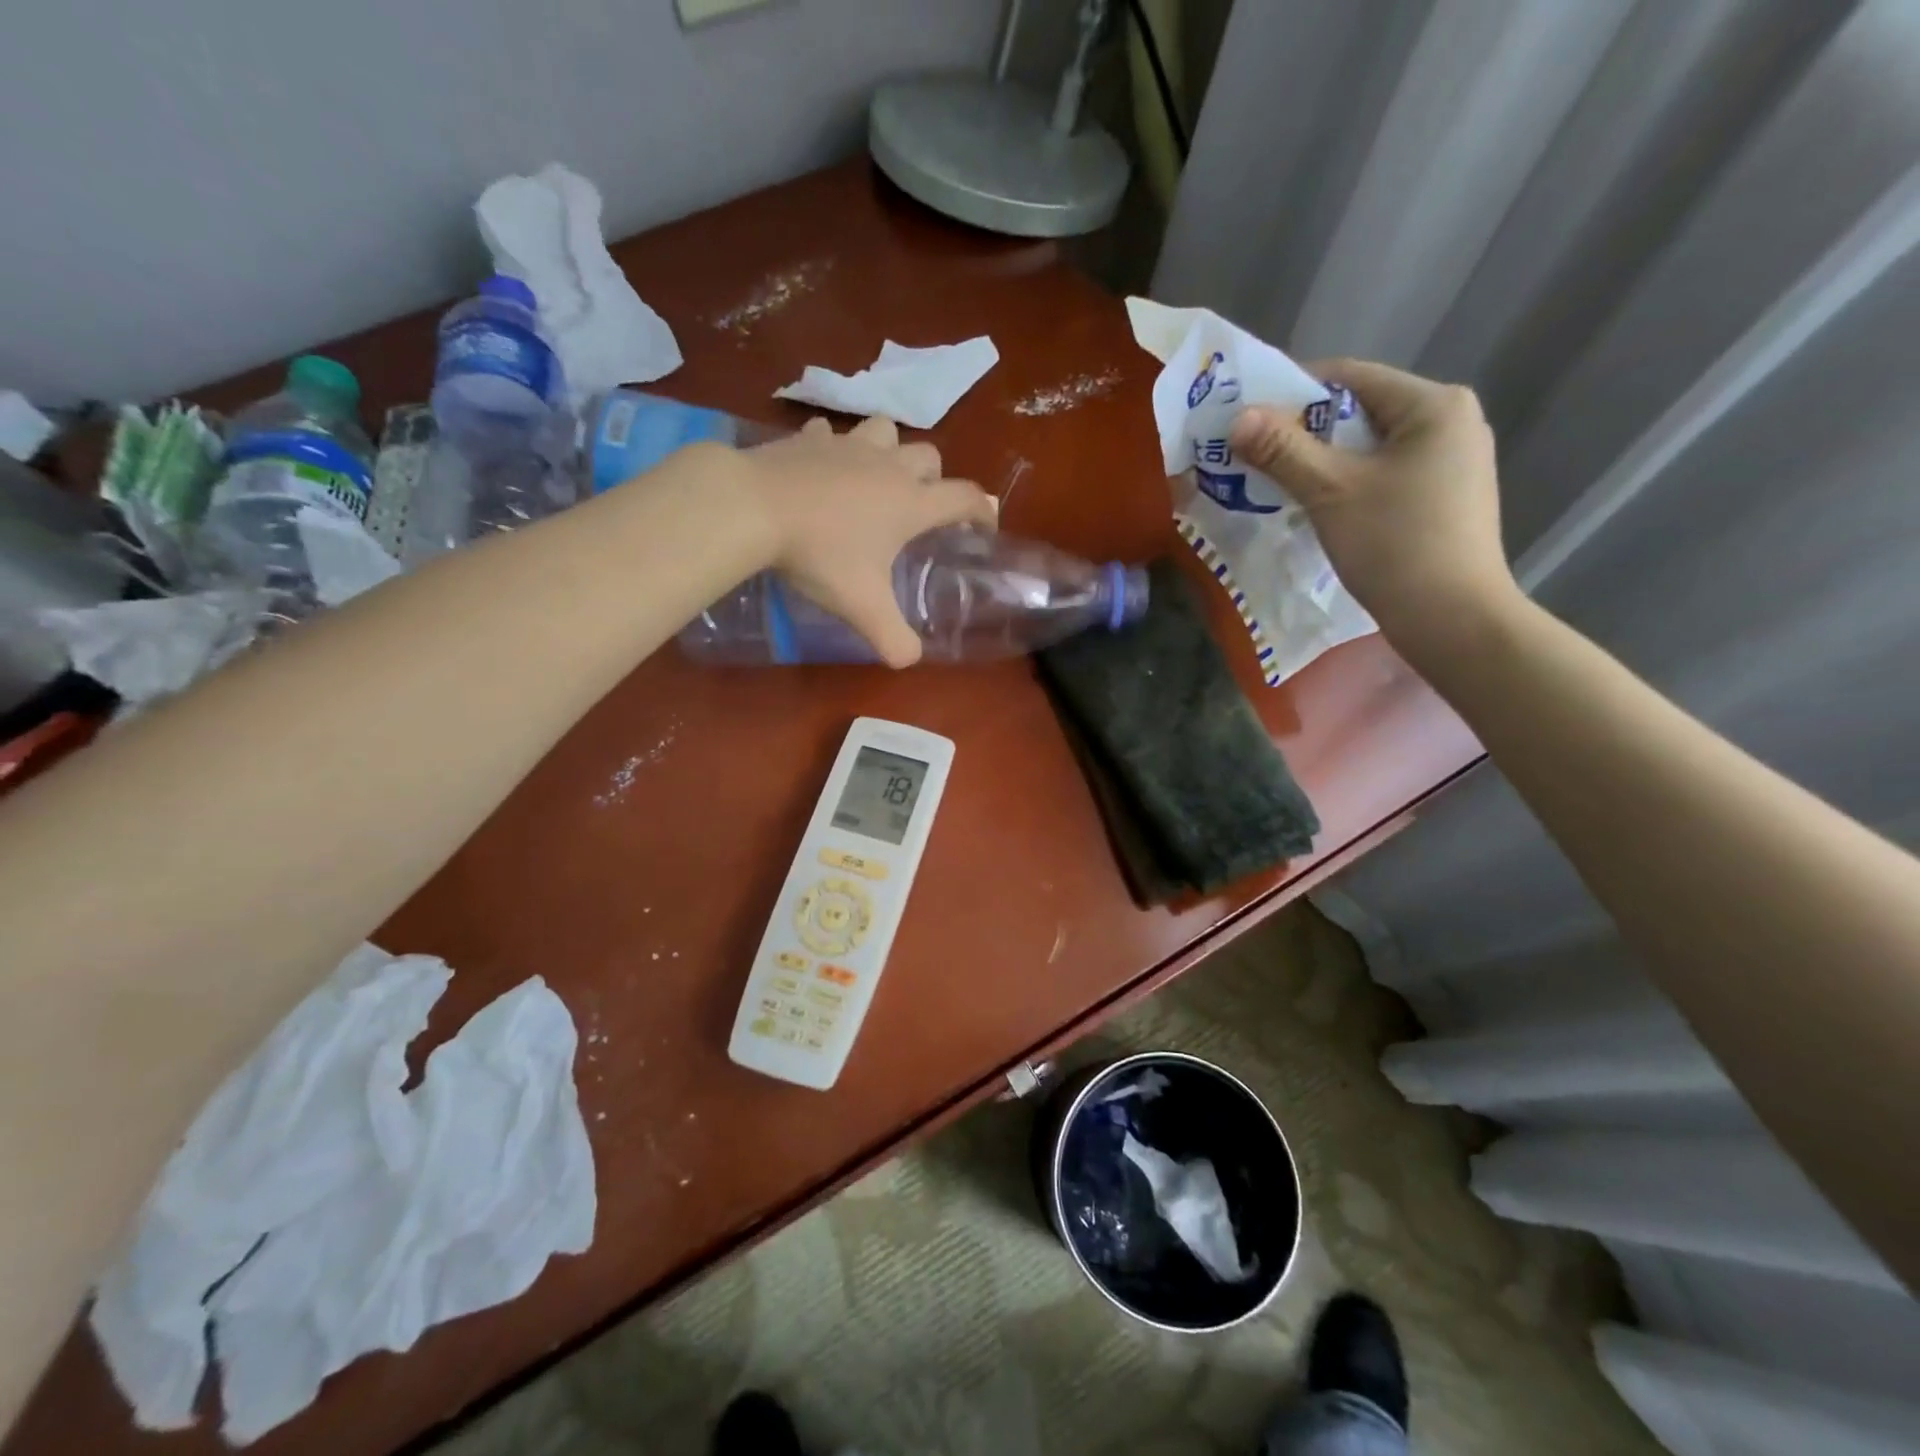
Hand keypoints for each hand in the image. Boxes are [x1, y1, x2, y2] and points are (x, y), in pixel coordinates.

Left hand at [742, 415, 996, 666]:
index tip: (983, 528)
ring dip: (890, 450)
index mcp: (910, 503)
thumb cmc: (821, 555)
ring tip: (877, 477)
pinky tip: (823, 465)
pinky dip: (833, 447)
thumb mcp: (863, 607)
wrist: (754, 507)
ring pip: (886, 431)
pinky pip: (830, 433)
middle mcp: (887, 467)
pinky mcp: (808, 439)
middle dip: (934, 478)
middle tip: (920, 507)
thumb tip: (909, 659)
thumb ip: (893, 638)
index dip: (982, 512)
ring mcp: (847, 446)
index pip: (965, 498)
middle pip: (930, 456)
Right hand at [1228, 360, 1522, 662]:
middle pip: (1359, 410)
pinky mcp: (1445, 496)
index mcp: (1433, 404)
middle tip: (1254, 452)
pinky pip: (1384, 472)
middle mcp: (1451, 420)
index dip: (1291, 390)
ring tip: (1277, 480)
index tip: (1248, 415)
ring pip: (1370, 445)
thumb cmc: (1394, 544)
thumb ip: (1282, 450)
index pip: (1349, 376)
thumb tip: (1238, 417)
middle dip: (1303, 430)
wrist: (1452, 619)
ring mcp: (1453, 460)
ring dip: (1322, 459)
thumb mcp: (1330, 492)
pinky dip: (1347, 481)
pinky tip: (1319, 505)